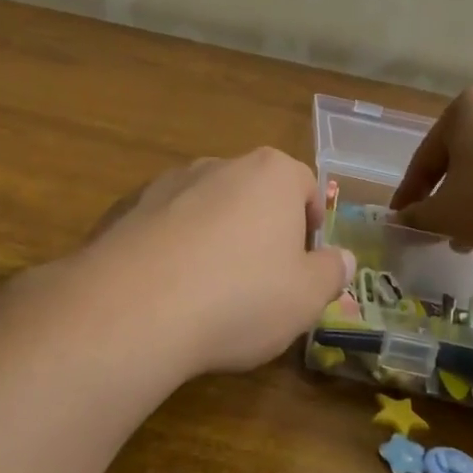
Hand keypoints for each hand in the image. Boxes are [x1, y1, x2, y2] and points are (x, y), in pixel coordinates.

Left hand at [72, 149, 354, 375]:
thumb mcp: (306, 297)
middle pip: (253, 192)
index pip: (305, 184)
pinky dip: (173, 248)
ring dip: (215, 237)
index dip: (311, 223)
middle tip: (262, 281)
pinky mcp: (128, 208)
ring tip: (210, 290)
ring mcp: (168, 183)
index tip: (304, 263)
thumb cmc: (240, 296)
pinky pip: (165, 225)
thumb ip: (331, 273)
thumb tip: (344, 259)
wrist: (135, 307)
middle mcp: (219, 165)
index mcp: (270, 173)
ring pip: (207, 207)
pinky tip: (168, 291)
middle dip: (261, 229)